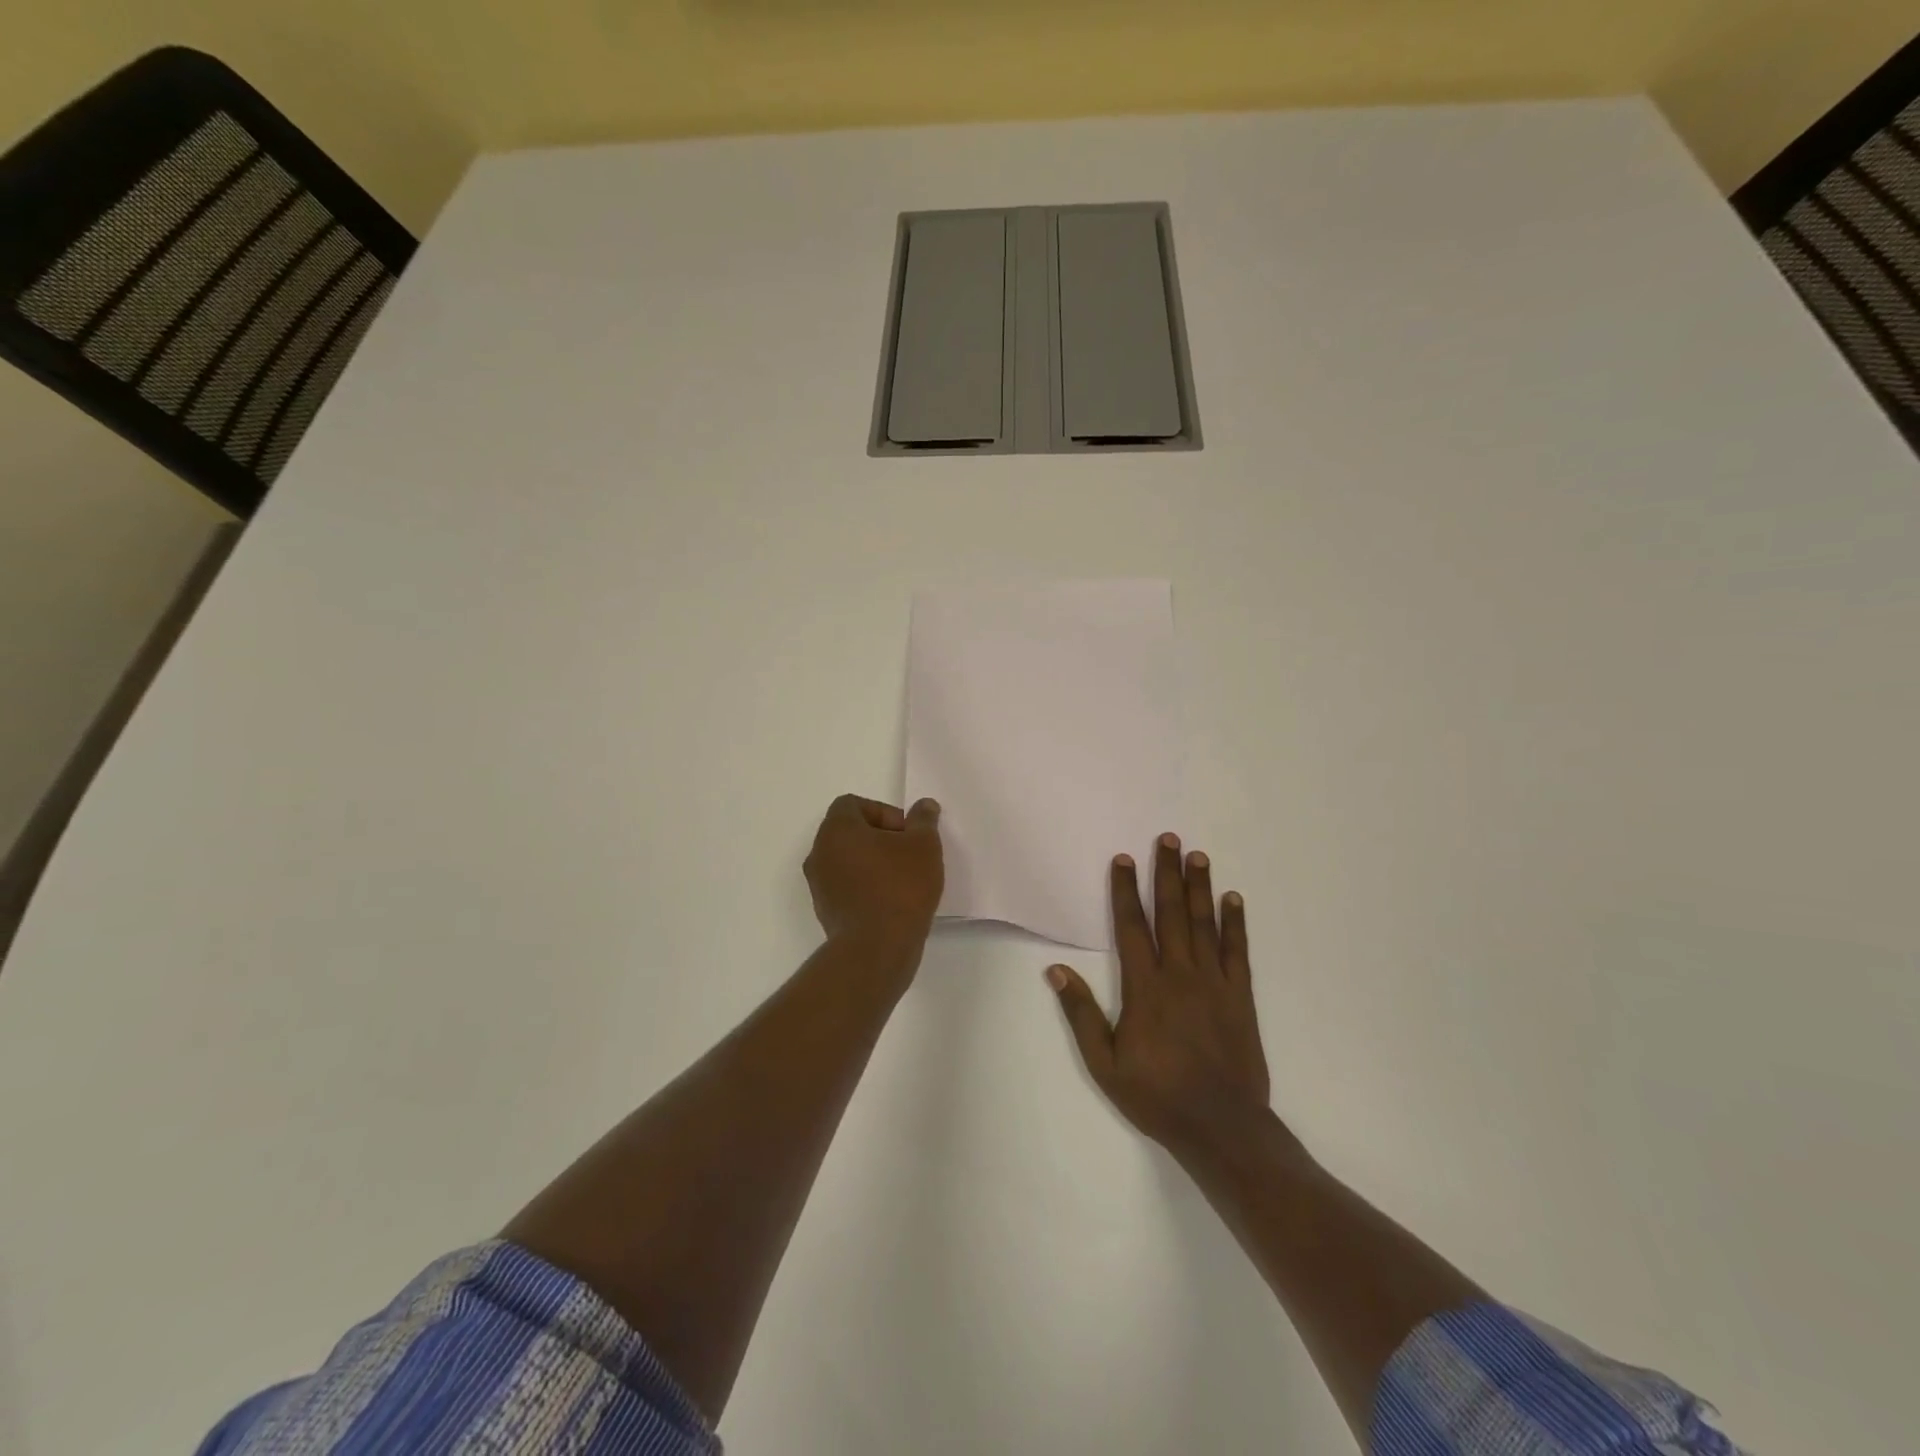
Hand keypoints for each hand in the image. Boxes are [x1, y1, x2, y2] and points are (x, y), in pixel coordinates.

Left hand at [804, 795, 944, 965]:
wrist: (876, 949)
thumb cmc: (900, 887)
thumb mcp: (923, 846)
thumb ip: (923, 821)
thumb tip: (924, 806)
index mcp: (837, 830)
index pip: (853, 804)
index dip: (883, 812)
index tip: (906, 833)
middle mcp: (819, 853)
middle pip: (849, 832)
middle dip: (881, 839)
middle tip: (909, 855)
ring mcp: (819, 885)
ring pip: (848, 861)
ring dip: (874, 864)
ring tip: (904, 880)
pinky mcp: (826, 911)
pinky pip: (847, 887)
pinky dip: (867, 888)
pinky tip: (893, 903)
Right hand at [1047, 834, 1272, 1164]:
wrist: (1221, 1126)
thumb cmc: (1157, 1095)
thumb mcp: (1104, 1063)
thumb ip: (1081, 1013)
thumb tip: (1056, 971)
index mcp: (1145, 987)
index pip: (1132, 927)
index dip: (1125, 890)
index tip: (1124, 859)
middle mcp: (1180, 974)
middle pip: (1171, 913)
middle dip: (1167, 873)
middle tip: (1169, 838)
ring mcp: (1214, 983)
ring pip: (1204, 924)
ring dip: (1200, 887)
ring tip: (1198, 856)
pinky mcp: (1240, 996)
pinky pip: (1238, 952)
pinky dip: (1235, 923)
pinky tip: (1233, 899)